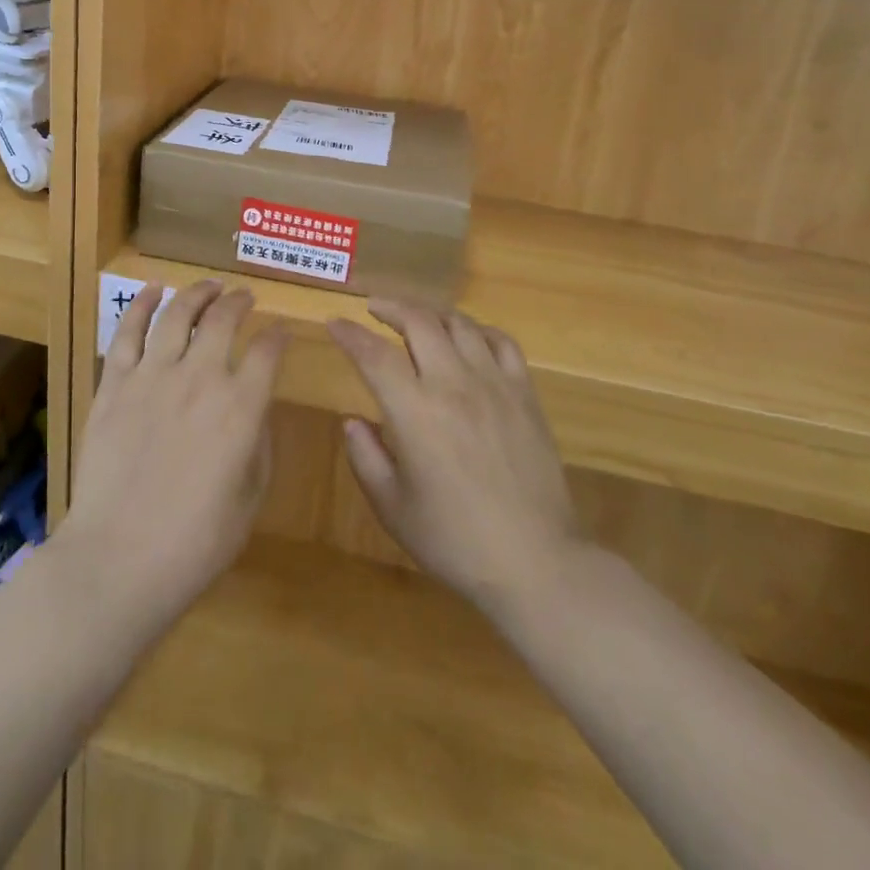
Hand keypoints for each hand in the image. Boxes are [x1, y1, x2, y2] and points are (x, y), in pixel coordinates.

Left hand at [58, 281, 286, 639]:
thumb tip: (255, 409)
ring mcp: (152, 376)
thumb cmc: (196, 542)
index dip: (278, 337)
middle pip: (224, 320)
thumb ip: (258, 443)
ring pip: (178, 314)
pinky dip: (141, 304)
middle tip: (245, 296)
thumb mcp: (250, 498)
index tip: (281, 333)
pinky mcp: (114, 385)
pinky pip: (128, 332)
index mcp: (241, 407)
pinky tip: (152, 289)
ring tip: (209, 285)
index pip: (268, 352)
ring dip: (197, 293)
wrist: (119, 559)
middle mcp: (201, 378)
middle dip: (239, 301)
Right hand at [328, 301, 581, 620]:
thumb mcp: (393, 508)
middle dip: (390, 307)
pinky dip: (478, 329)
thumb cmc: (455, 540)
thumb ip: (366, 458)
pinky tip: (468, 338)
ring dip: (431, 313)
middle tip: (373, 309)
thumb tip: (353, 421)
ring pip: (460, 324)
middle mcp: (454, 384)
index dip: (350, 334)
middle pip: (419, 322)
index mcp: (416, 412)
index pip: (374, 354)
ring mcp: (495, 384)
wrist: (535, 562)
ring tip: (416, 318)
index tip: (333, 323)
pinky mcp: (525, 394)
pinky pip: (502, 342)